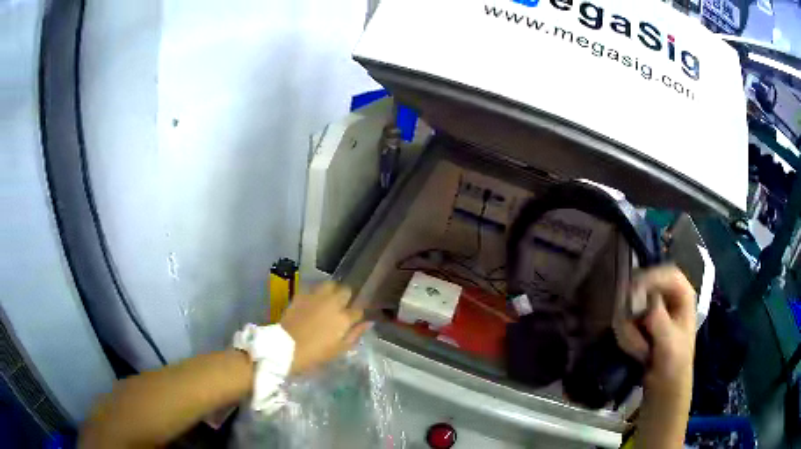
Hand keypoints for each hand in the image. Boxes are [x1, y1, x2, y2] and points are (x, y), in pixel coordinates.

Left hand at [280, 282, 370, 374]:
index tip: (354, 319)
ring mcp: (316, 297)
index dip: (357, 314)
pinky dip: (316, 293)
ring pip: (330, 284)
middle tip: (342, 306)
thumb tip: (368, 322)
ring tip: (328, 299)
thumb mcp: (339, 349)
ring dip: (332, 290)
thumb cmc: (315, 354)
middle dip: (346, 297)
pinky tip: (313, 301)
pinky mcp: (301, 295)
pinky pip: (313, 288)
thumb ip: (355, 334)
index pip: (358, 310)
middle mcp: (332, 303)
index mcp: (344, 318)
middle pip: (346, 291)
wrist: (286, 347)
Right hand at [616, 265, 696, 394]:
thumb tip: (641, 297)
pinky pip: (625, 320)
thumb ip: (658, 317)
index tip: (633, 294)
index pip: (667, 273)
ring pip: (630, 305)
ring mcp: (653, 310)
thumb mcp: (669, 342)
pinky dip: (626, 336)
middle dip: (634, 311)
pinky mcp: (640, 324)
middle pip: (644, 286)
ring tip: (639, 350)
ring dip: (630, 330)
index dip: (650, 278)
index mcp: (683, 296)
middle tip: (630, 327)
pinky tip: (634, 351)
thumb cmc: (674, 365)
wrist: (664, 389)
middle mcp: (667, 298)